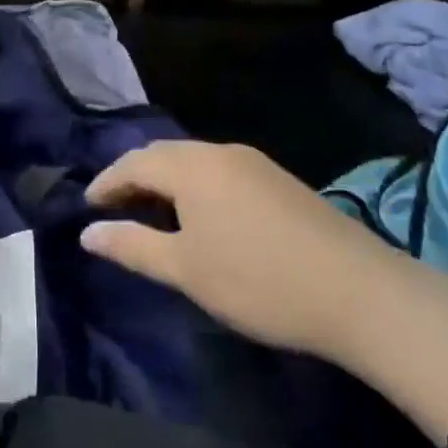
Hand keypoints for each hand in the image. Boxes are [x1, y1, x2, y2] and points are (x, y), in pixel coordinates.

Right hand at [81, 140, 404, 361]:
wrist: (361, 294)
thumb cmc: (258, 281)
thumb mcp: (185, 269)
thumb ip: (131, 246)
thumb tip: (86, 233)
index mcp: (193, 167)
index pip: (134, 162)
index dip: (106, 182)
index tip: (87, 207)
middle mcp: (222, 153)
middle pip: (164, 155)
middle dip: (133, 177)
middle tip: (113, 209)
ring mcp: (256, 164)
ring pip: (194, 162)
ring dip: (165, 182)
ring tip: (151, 214)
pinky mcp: (280, 182)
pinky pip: (220, 172)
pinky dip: (195, 188)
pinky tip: (200, 218)